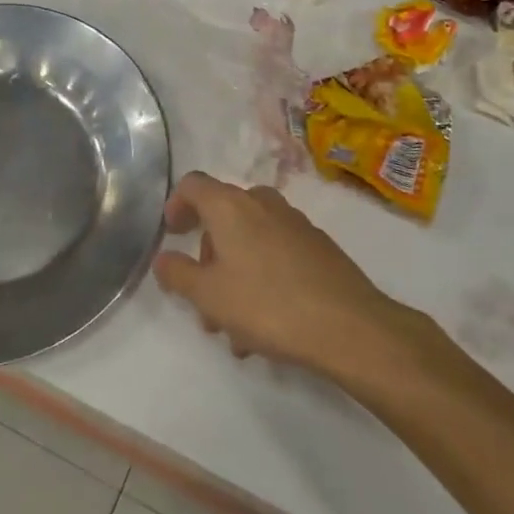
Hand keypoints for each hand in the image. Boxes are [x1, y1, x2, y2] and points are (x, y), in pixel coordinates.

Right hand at [154, 172, 407, 375]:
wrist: (349, 326)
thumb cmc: (266, 304)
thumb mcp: (208, 296)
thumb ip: (178, 274)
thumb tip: (163, 258)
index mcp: (230, 205)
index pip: (193, 184)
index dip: (176, 204)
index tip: (172, 234)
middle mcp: (262, 203)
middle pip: (223, 217)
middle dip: (208, 258)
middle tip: (204, 301)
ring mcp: (295, 223)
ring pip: (251, 241)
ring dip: (235, 275)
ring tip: (235, 329)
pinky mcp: (319, 246)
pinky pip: (277, 254)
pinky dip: (263, 278)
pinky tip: (268, 325)